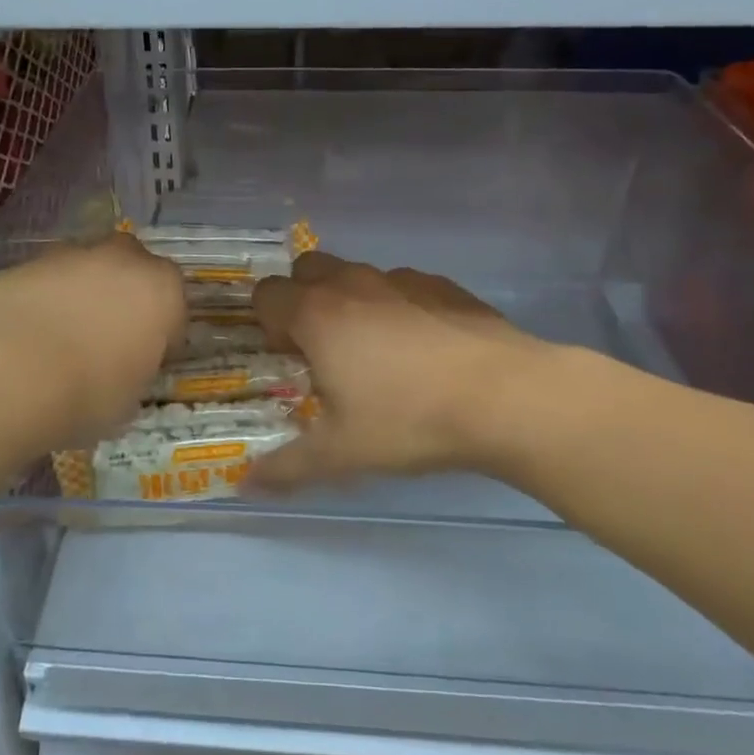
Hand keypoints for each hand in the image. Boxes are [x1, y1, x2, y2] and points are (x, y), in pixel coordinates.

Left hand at [0, 234, 186, 451]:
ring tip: (53, 348)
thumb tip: (117, 375)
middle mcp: (117, 260)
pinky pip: (36, 287)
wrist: (0, 371)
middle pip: (129, 272)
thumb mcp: (126, 403)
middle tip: (104, 344)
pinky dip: (34, 306)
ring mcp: (62, 256)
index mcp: (160, 290)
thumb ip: (131, 375)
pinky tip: (16, 345)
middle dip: (120, 300)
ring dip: (75, 300)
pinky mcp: (14, 264)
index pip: (174, 308)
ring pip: (79, 274)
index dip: (161, 337)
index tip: (146, 362)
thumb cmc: (85, 393)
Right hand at [249, 253, 540, 489]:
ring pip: (356, 274)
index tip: (288, 358)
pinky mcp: (443, 285)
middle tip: (322, 348)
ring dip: (350, 302)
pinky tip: (423, 350)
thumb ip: (287, 466)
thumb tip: (246, 485)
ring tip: (376, 354)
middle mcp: (353, 284)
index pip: (267, 294)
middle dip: (302, 298)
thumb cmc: (410, 420)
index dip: (267, 323)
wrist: (507, 397)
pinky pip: (402, 286)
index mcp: (318, 315)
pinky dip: (397, 307)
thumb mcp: (341, 454)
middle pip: (306, 269)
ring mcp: (401, 279)